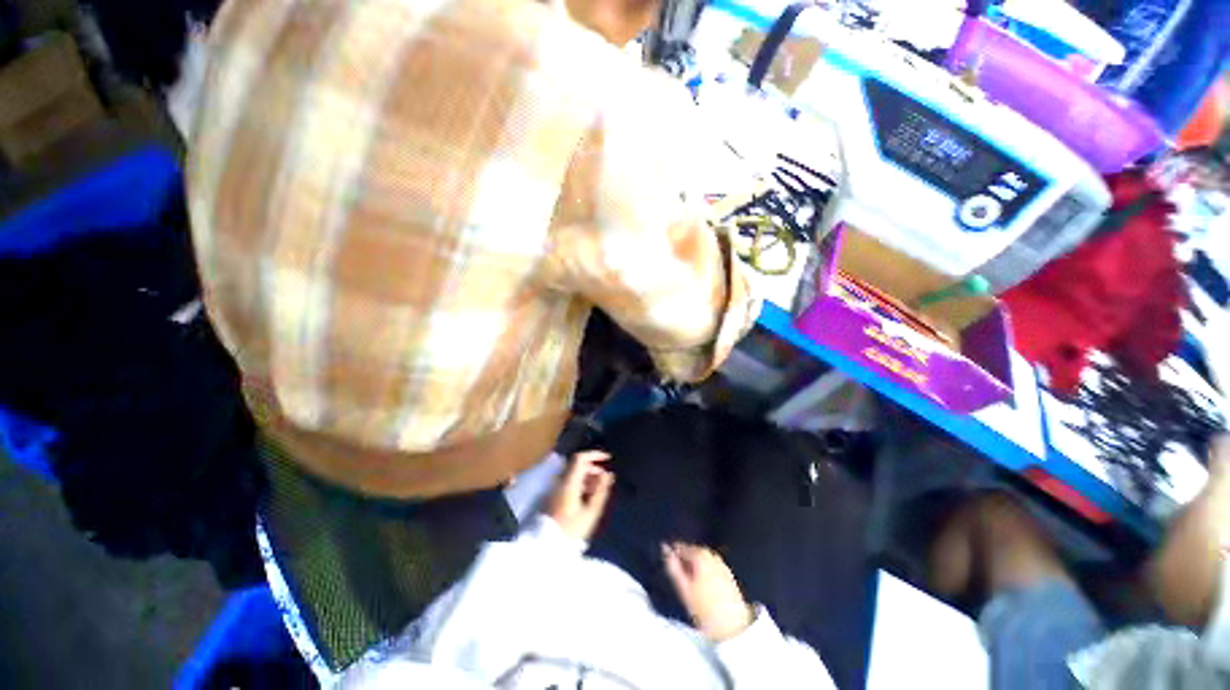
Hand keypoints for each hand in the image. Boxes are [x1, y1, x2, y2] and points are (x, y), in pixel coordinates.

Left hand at [546, 451, 614, 541]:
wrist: (548, 546)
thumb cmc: (572, 529)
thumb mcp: (591, 511)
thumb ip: (601, 490)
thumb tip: (608, 474)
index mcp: (569, 482)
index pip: (580, 458)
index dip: (595, 455)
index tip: (608, 459)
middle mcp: (560, 481)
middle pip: (577, 465)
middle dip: (594, 467)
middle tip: (606, 478)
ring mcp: (556, 488)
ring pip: (574, 473)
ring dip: (588, 476)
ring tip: (599, 489)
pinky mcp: (554, 496)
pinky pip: (569, 482)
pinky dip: (581, 483)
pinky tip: (589, 496)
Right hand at [663, 543, 753, 641]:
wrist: (734, 628)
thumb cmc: (705, 610)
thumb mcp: (684, 589)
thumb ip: (673, 567)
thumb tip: (665, 549)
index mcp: (700, 554)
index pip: (680, 547)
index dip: (672, 556)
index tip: (668, 567)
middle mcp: (712, 555)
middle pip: (692, 553)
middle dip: (685, 563)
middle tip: (679, 580)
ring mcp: (722, 565)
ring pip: (702, 562)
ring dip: (695, 569)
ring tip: (691, 588)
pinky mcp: (729, 576)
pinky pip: (712, 569)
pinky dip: (705, 575)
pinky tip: (704, 591)